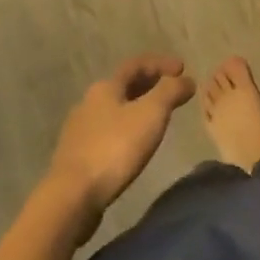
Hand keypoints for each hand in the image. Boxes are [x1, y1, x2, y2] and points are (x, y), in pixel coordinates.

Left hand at [47, 55, 195, 220]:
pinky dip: (126, 129)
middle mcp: (89, 102)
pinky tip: (134, 144)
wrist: (72, 196)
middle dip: (150, 84)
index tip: (183, 68)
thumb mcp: (150, 114)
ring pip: (115, 109)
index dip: (160, 63)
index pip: (136, 65)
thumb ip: (170, 92)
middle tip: (172, 89)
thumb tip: (187, 79)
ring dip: (137, 107)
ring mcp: (80, 130)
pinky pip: (108, 132)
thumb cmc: (115, 148)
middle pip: (124, 85)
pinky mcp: (78, 156)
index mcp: (105, 87)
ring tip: (157, 117)